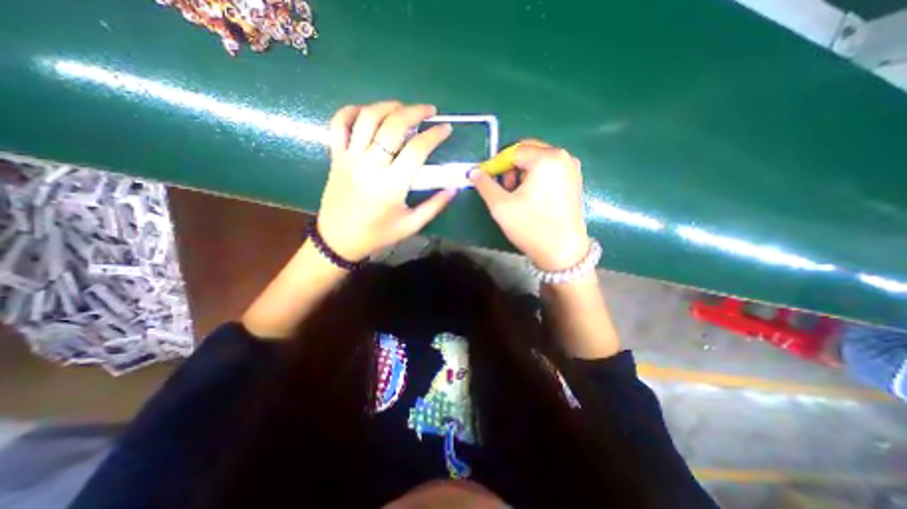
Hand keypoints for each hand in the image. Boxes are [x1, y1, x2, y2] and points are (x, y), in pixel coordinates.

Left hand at [318, 102, 460, 262]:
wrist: (339, 240)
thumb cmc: (377, 234)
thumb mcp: (411, 225)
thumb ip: (434, 206)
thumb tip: (454, 188)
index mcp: (392, 185)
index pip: (417, 149)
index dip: (434, 135)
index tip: (446, 129)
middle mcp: (370, 165)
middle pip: (393, 125)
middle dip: (414, 112)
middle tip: (429, 111)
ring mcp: (350, 158)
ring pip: (367, 118)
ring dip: (388, 106)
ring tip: (402, 108)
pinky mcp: (336, 156)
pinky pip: (338, 123)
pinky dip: (352, 111)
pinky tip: (367, 112)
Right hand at [471, 138, 592, 271]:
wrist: (562, 252)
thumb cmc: (531, 227)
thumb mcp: (501, 206)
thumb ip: (484, 185)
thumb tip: (474, 172)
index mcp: (546, 158)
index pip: (513, 151)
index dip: (496, 164)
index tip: (485, 178)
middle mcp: (563, 156)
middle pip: (528, 151)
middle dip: (510, 166)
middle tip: (502, 186)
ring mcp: (572, 168)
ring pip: (538, 160)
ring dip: (522, 172)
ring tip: (515, 193)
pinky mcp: (575, 180)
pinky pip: (549, 169)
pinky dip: (536, 176)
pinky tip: (531, 195)